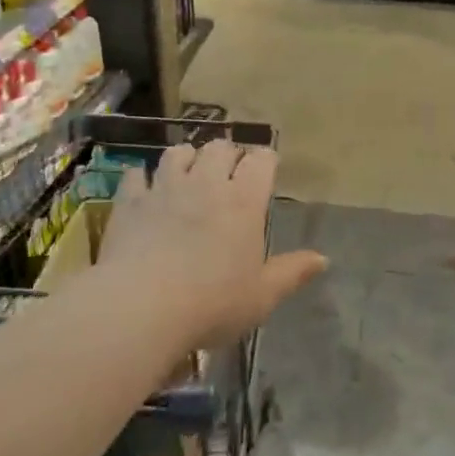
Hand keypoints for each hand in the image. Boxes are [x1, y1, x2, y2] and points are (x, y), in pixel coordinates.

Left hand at [99, 139, 327, 346]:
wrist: (142, 307)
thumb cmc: (212, 304)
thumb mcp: (262, 296)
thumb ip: (292, 273)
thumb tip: (323, 259)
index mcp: (244, 201)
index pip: (261, 160)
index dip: (265, 160)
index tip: (266, 168)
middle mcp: (207, 183)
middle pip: (220, 148)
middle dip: (227, 155)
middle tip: (228, 173)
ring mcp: (166, 188)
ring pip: (177, 152)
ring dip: (186, 158)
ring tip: (187, 172)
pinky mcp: (131, 201)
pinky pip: (135, 175)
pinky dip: (141, 178)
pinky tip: (143, 188)